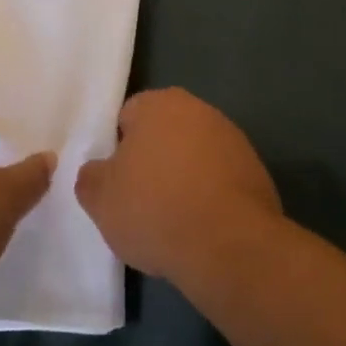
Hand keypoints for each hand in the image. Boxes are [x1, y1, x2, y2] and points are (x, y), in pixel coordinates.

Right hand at [76, 87, 281, 284]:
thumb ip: (91, 176)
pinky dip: (209, 193)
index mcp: (159, 103)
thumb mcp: (100, 199)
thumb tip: (99, 170)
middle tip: (139, 201)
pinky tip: (201, 223)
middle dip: (152, 160)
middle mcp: (198, 109)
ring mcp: (231, 136)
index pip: (127, 117)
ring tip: (172, 218)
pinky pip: (219, 176)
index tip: (116, 183)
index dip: (117, 150)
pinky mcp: (253, 166)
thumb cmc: (155, 209)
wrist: (228, 242)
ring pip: (193, 154)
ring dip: (183, 176)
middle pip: (163, 133)